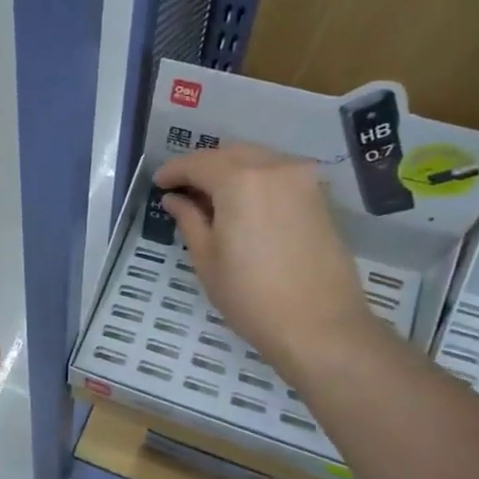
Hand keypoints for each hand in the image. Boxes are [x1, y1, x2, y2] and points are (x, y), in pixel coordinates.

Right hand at [154, 142, 380, 376]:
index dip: (174, 171)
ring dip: (231, 171)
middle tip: (183, 191)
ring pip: (258, 159)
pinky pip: (279, 175)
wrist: (319, 325)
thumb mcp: (207, 259)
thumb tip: (175, 199)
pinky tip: (243, 207)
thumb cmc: (250, 296)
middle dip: (203, 167)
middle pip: (230, 153)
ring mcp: (303, 180)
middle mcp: (274, 168)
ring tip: (212, 200)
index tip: (158, 184)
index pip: (198, 163)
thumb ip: (189, 220)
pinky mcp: (319, 197)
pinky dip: (256, 181)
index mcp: (240, 180)